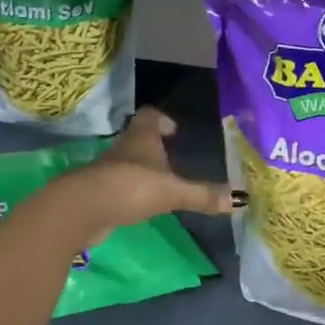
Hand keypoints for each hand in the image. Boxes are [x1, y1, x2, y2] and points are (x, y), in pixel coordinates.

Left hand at [58, 108, 238, 243]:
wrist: (84, 209)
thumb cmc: (132, 187)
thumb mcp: (173, 192)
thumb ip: (203, 195)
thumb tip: (240, 198)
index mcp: (142, 137)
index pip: (150, 116)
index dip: (162, 119)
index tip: (174, 130)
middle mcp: (124, 147)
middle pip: (139, 138)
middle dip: (155, 145)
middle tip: (174, 156)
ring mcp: (109, 169)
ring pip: (129, 161)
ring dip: (143, 168)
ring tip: (162, 181)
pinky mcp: (99, 192)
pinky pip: (120, 184)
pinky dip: (132, 190)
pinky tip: (142, 203)